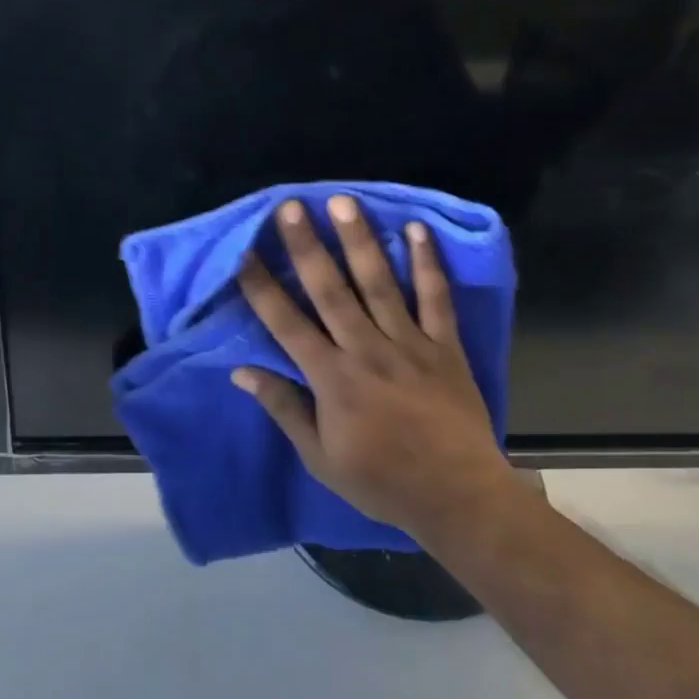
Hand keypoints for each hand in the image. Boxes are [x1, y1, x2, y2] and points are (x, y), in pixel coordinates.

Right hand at [232, 195, 511, 545]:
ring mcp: (409, 344)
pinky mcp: (445, 346)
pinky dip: (428, 263)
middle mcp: (366, 350)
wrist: (457, 496)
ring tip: (344, 202)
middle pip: (330, 291)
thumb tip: (242, 372)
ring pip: (379, 284)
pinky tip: (416, 230)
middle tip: (291, 206)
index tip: (244, 253)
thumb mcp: (320, 457)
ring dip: (360, 241)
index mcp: (332, 379)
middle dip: (307, 247)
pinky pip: (436, 298)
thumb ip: (284, 408)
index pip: (287, 324)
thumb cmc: (381, 481)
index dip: (262, 288)